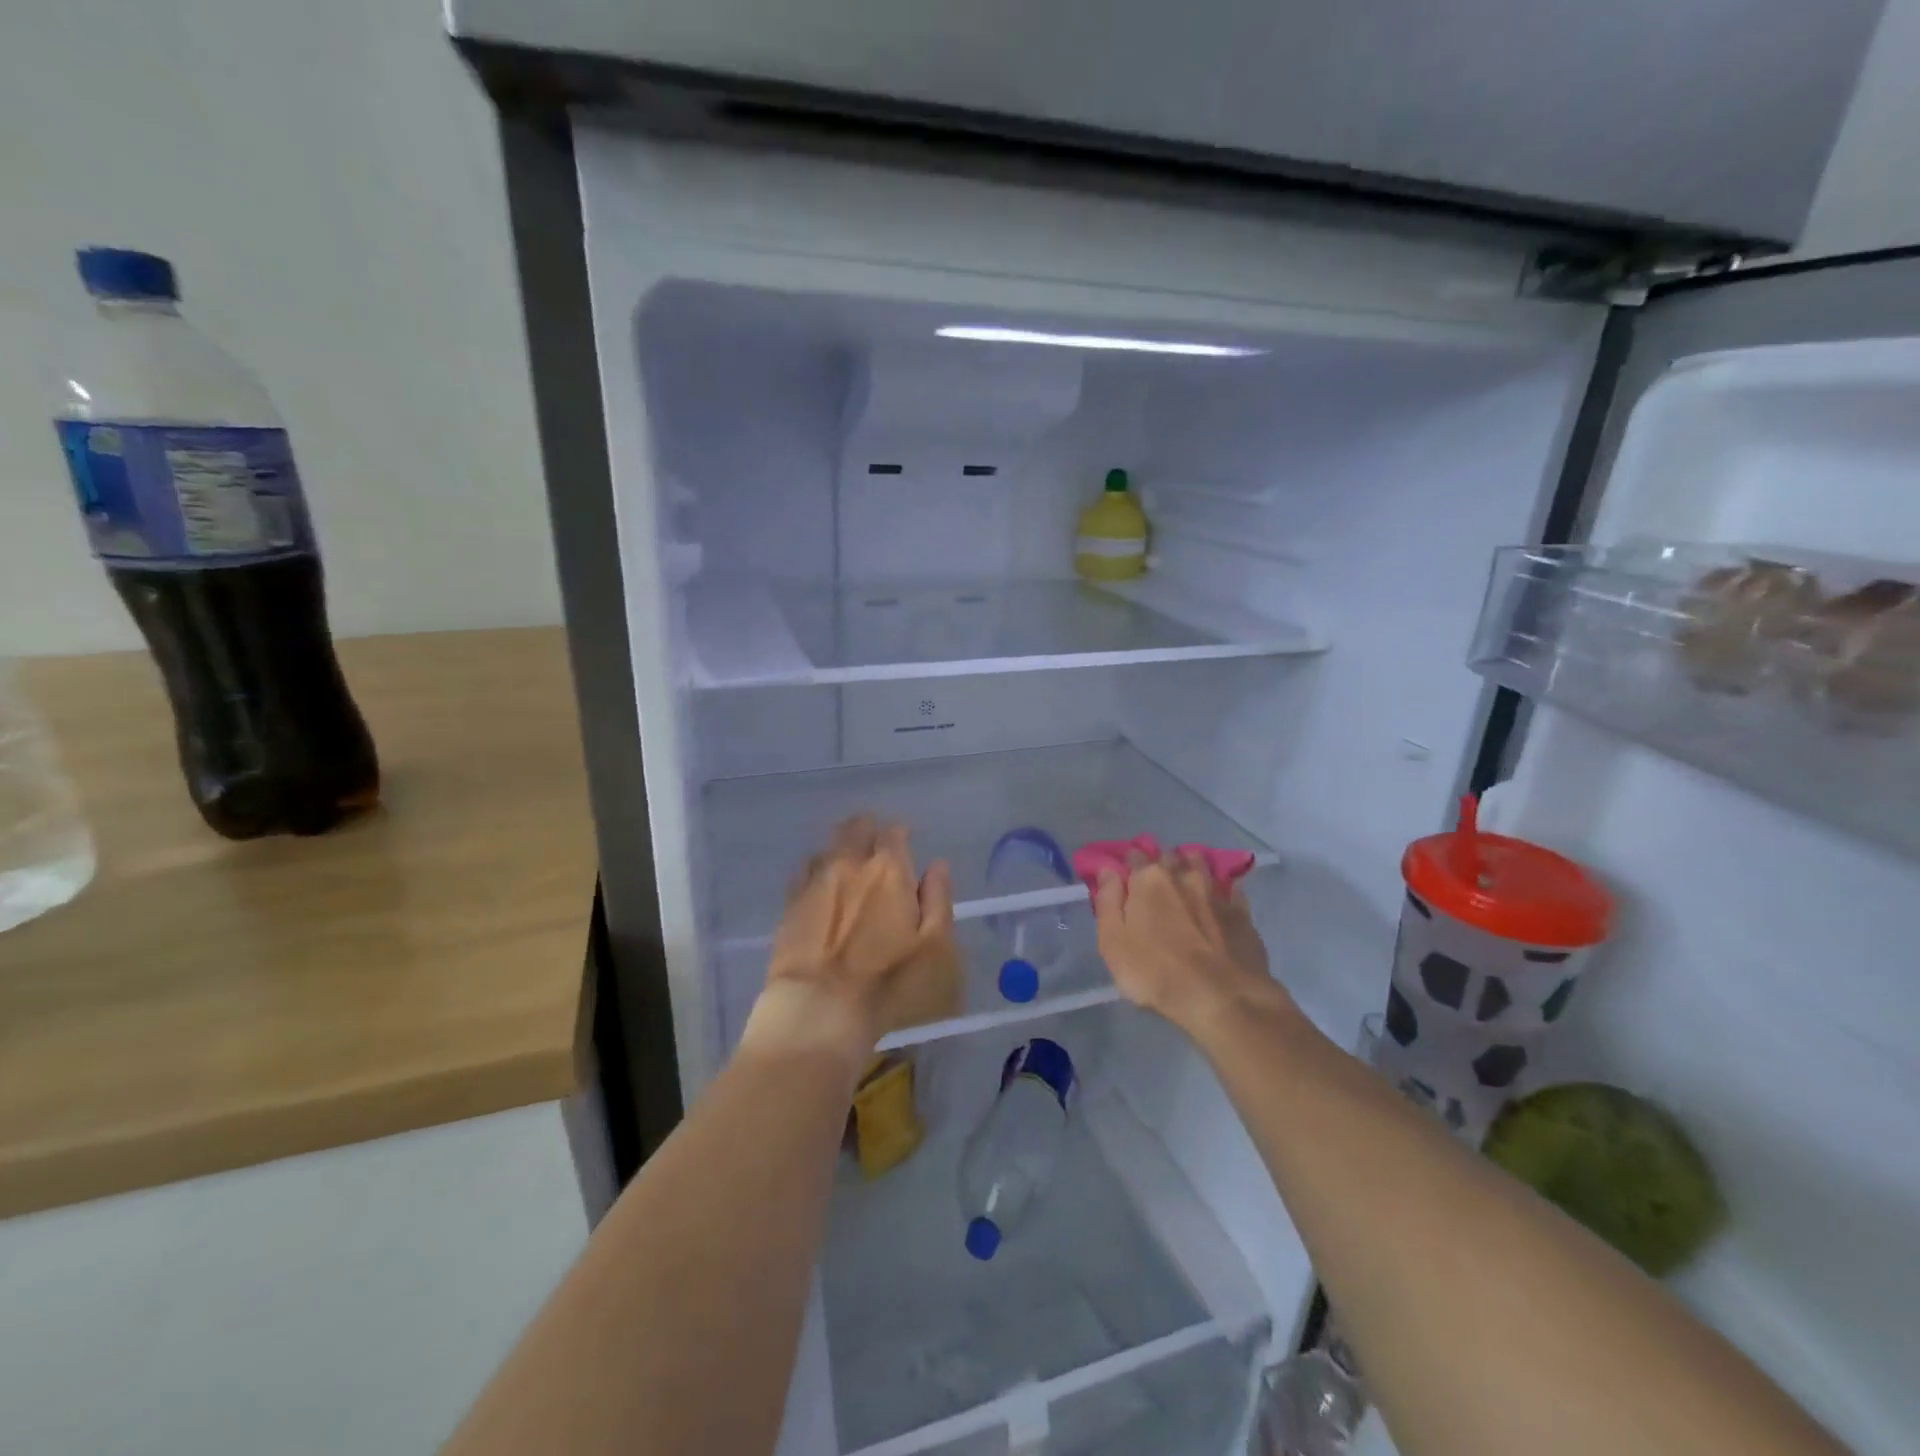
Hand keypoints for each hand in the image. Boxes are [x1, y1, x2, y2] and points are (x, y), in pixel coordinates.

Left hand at [743, 816, 959, 1062]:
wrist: (819, 1009)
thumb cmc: (889, 982)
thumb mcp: (935, 946)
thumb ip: (938, 900)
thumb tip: (936, 866)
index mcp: (889, 870)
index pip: (894, 832)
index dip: (901, 836)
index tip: (906, 847)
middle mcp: (850, 863)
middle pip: (856, 827)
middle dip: (869, 831)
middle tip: (877, 849)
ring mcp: (814, 881)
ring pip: (828, 845)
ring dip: (842, 848)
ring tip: (849, 866)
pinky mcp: (789, 904)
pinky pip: (803, 871)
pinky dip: (816, 870)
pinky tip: (821, 886)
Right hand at [1093, 849, 1278, 1034]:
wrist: (1222, 999)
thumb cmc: (1155, 972)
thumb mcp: (1113, 942)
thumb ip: (1107, 901)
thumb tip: (1108, 871)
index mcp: (1148, 879)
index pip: (1134, 856)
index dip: (1127, 864)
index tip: (1123, 875)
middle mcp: (1183, 875)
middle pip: (1168, 855)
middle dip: (1160, 861)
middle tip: (1154, 879)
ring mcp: (1216, 892)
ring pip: (1201, 864)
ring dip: (1191, 865)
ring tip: (1186, 878)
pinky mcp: (1242, 913)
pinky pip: (1230, 889)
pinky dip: (1222, 888)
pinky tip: (1221, 896)